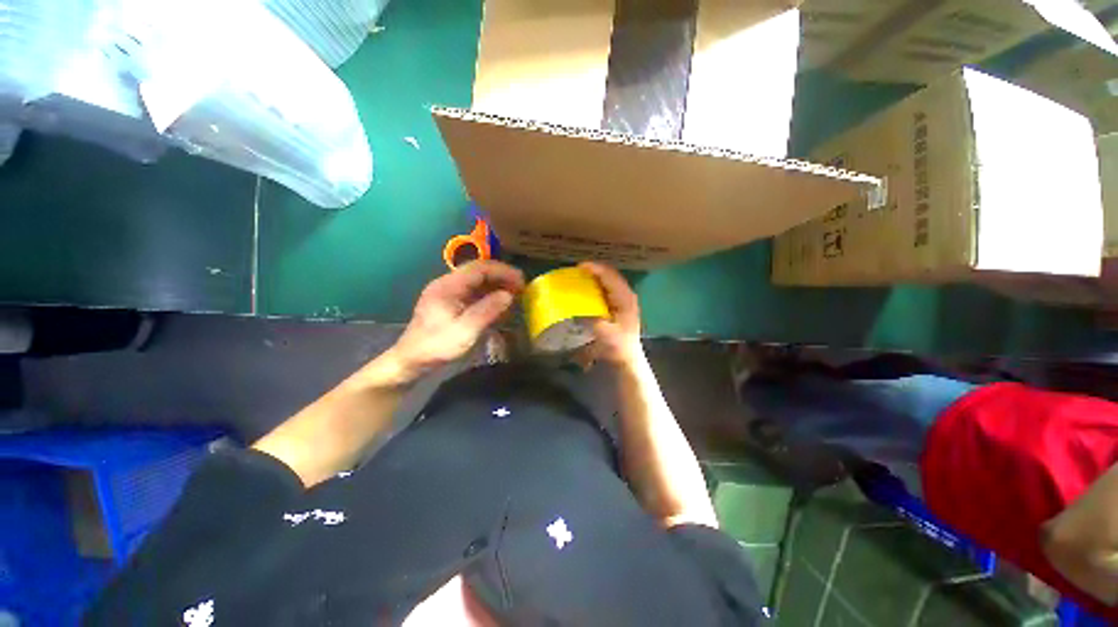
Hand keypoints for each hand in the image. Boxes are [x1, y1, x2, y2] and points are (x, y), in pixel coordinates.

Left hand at [389, 260, 524, 379]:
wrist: (412, 360)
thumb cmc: (438, 345)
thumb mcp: (466, 330)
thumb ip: (488, 310)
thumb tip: (509, 295)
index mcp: (448, 286)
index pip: (479, 268)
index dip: (503, 271)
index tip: (521, 280)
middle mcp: (447, 284)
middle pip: (478, 272)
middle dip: (501, 277)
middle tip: (520, 288)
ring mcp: (447, 292)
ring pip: (476, 281)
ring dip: (496, 285)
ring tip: (513, 294)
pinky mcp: (448, 302)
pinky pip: (472, 292)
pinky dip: (488, 294)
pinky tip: (497, 304)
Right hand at [580, 262, 642, 365]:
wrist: (628, 360)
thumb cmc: (617, 347)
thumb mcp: (603, 332)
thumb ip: (591, 317)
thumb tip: (576, 306)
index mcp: (625, 298)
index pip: (610, 276)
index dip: (595, 268)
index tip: (579, 267)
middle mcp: (627, 295)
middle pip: (610, 275)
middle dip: (594, 270)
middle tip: (576, 271)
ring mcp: (624, 300)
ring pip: (609, 281)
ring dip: (596, 277)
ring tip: (580, 276)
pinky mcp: (620, 306)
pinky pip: (608, 289)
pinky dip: (597, 285)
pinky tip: (588, 289)